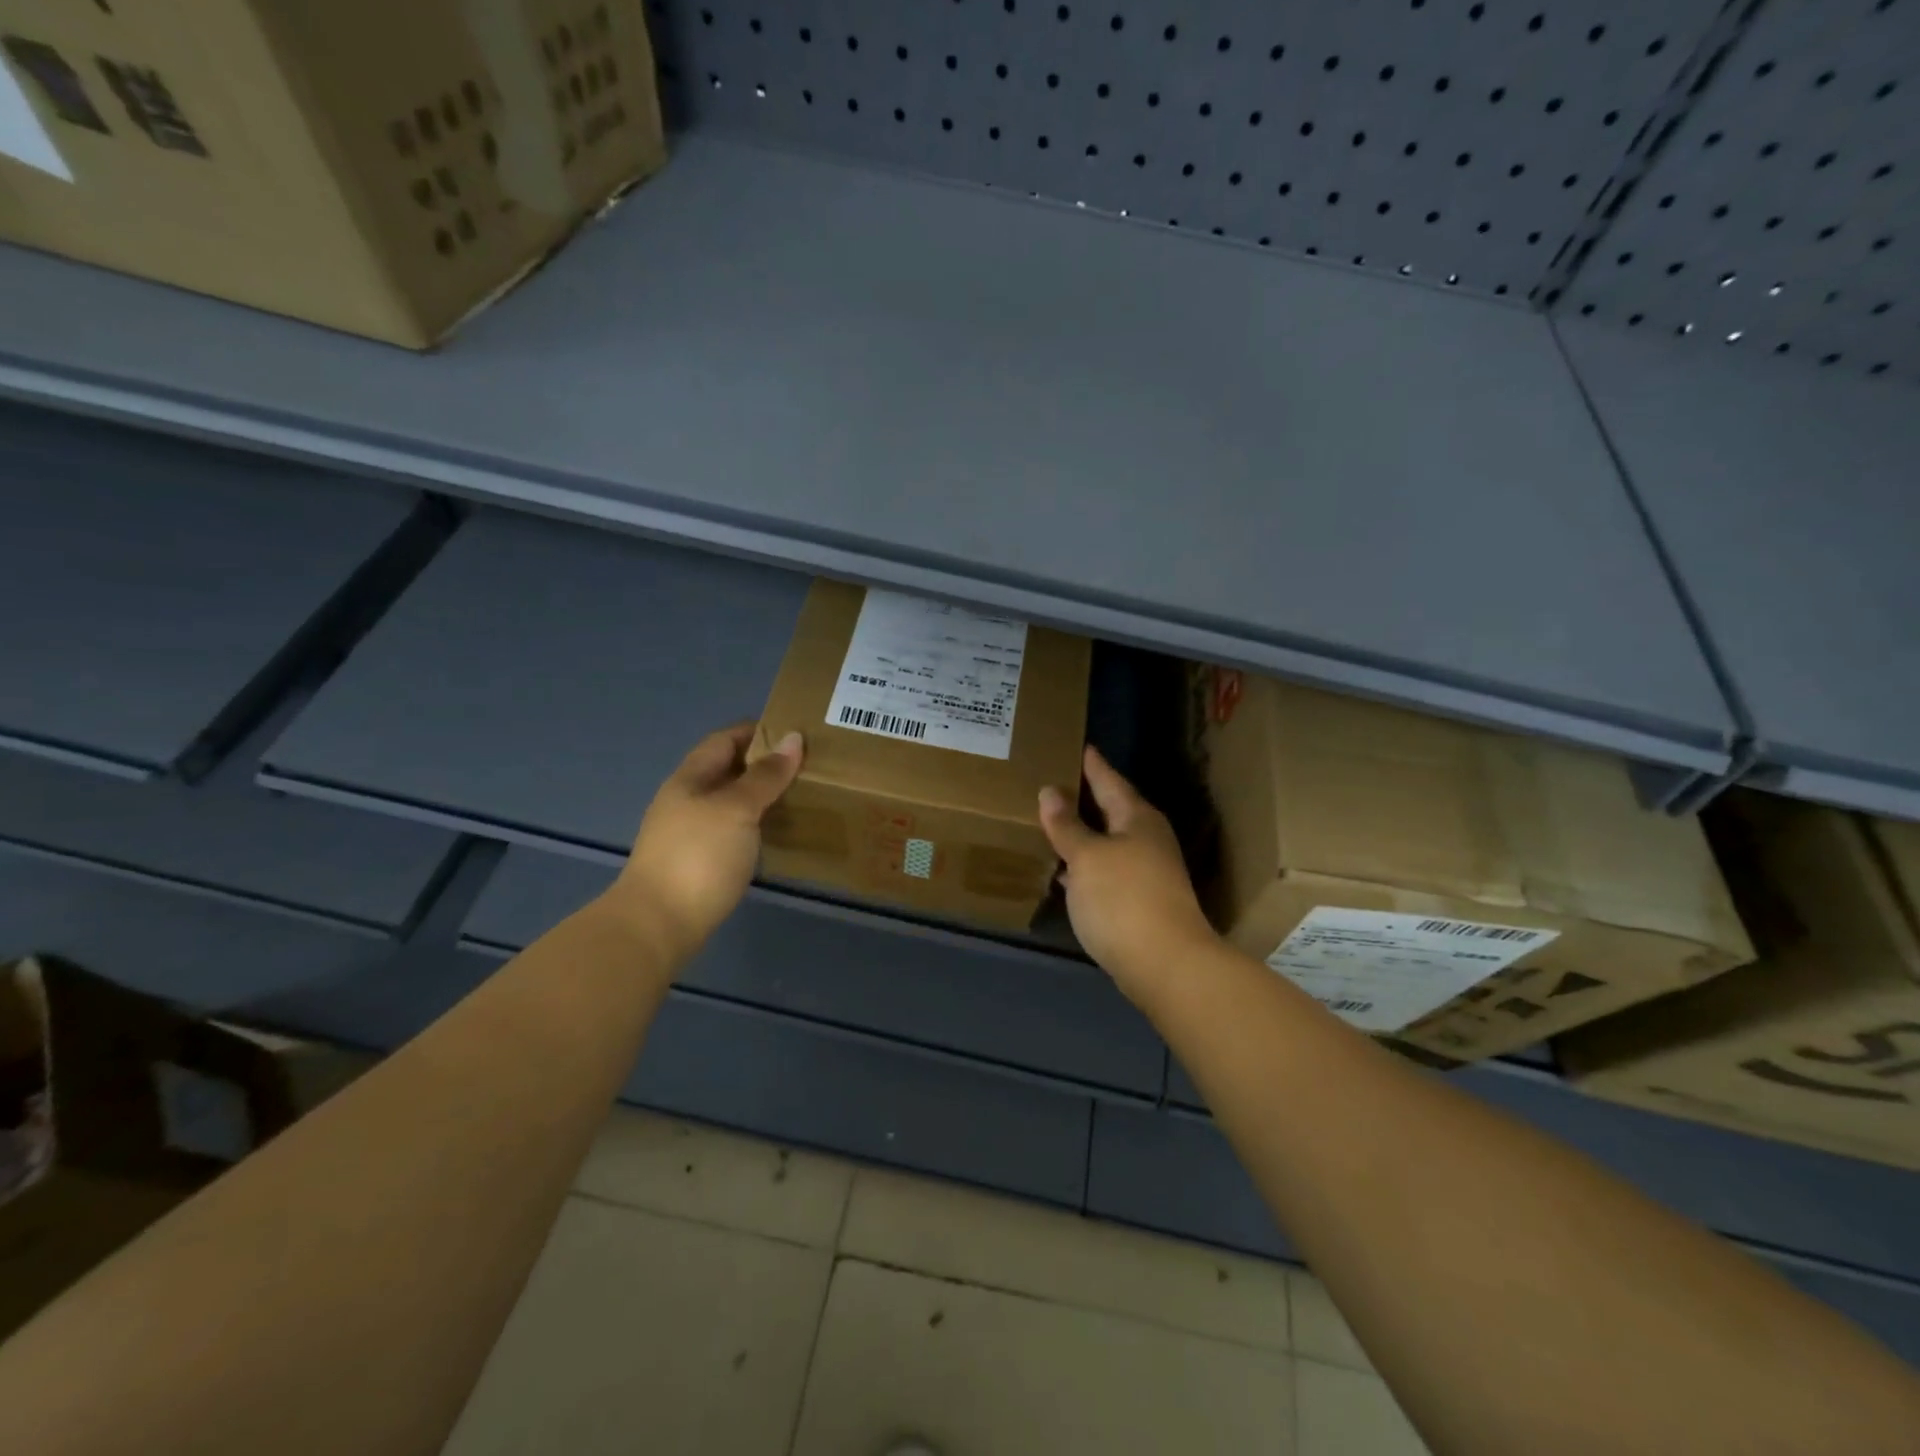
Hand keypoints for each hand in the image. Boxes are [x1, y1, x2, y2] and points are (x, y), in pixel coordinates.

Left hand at [602, 723, 804, 965]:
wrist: (658, 924)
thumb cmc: (698, 856)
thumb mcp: (737, 808)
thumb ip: (765, 776)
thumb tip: (793, 738)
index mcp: (690, 779)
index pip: (724, 739)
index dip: (757, 731)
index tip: (795, 733)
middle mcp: (686, 800)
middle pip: (727, 770)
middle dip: (764, 764)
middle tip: (807, 766)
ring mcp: (689, 833)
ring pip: (730, 802)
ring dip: (761, 795)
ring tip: (800, 796)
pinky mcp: (697, 862)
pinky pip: (731, 829)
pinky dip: (755, 824)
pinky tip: (776, 833)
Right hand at [1039, 745, 1218, 1001]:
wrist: (1165, 965)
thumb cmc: (1123, 899)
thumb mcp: (1086, 856)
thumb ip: (1066, 825)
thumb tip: (1050, 791)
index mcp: (1136, 818)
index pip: (1108, 779)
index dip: (1090, 763)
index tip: (1075, 745)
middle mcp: (1146, 838)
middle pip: (1110, 809)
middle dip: (1082, 797)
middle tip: (1049, 781)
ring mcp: (1146, 871)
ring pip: (1107, 841)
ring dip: (1081, 833)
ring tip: (1048, 821)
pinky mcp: (1138, 900)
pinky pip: (1105, 869)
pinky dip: (1084, 864)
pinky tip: (1063, 870)